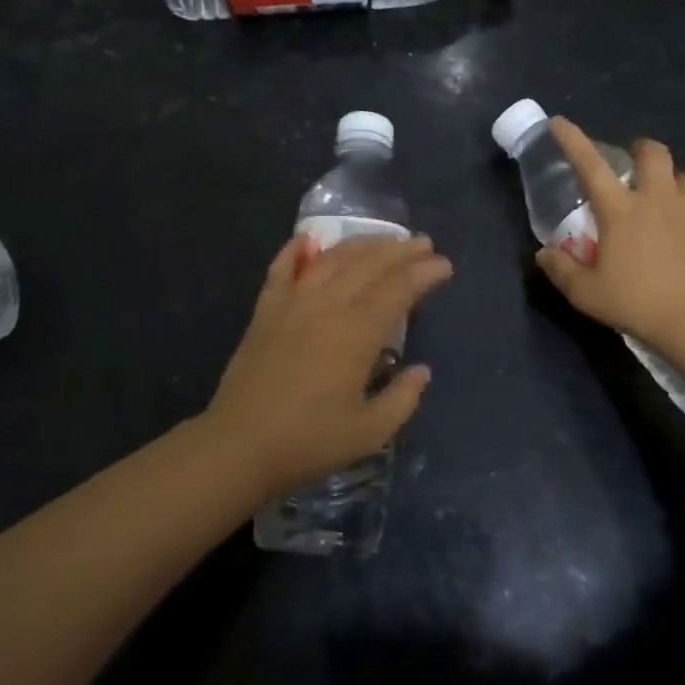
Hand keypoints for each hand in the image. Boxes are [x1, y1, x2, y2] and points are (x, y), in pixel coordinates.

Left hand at [201, 233, 451, 497]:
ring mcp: (292, 304)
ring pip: (331, 260)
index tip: (444, 265)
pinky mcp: (265, 311)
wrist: (239, 445)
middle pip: (368, 265)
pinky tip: (307, 238)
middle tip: (423, 243)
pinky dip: (294, 250)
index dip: (424, 273)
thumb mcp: (370, 432)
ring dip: (361, 244)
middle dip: (400, 250)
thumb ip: (402, 398)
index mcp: (356, 333)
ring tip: (383, 239)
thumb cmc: (309, 441)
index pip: (398, 290)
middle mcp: (327, 306)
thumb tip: (421, 370)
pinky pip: (281, 270)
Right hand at [535, 117, 684, 363]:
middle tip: (633, 167)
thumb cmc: (641, 304)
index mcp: (621, 210)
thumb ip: (562, 271)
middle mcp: (659, 198)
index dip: (572, 140)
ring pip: (684, 178)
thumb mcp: (588, 295)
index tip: (560, 123)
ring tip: (665, 206)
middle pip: (652, 153)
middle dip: (640, 150)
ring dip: (671, 184)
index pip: (590, 165)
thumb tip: (544, 254)